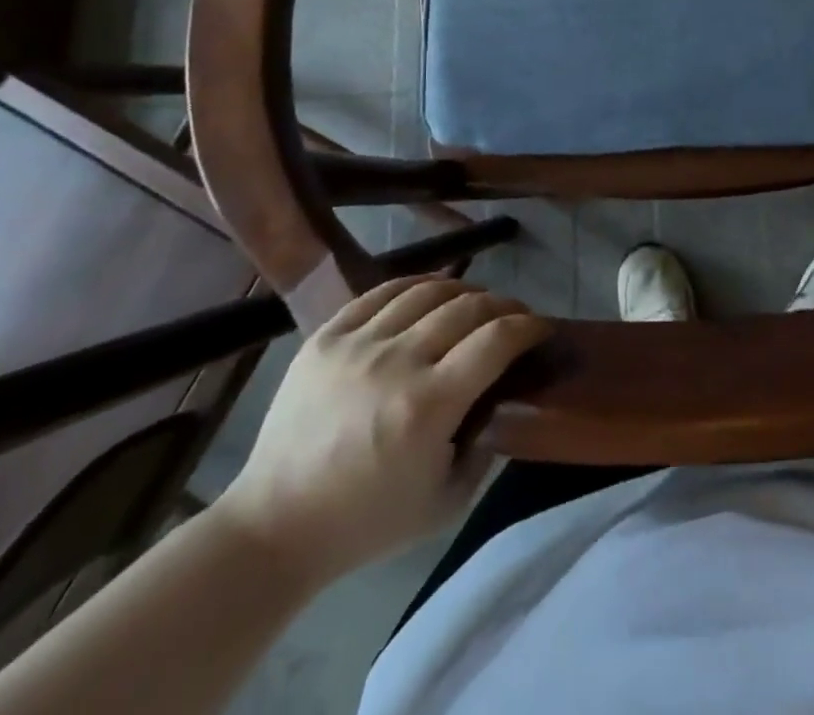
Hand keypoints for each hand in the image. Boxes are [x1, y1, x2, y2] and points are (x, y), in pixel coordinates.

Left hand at [215, 277, 549, 587]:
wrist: (273, 528)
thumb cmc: (366, 523)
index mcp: (429, 405)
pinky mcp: (326, 336)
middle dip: (503, 305)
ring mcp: (358, 344)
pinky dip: (416, 286)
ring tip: (474, 304)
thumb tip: (504, 402)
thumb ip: (486, 450)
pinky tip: (429, 295)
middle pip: (469, 306)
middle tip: (513, 318)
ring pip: (428, 291)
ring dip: (464, 291)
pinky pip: (382, 292)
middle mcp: (397, 362)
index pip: (497, 339)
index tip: (541, 329)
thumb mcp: (446, 503)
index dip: (528, 326)